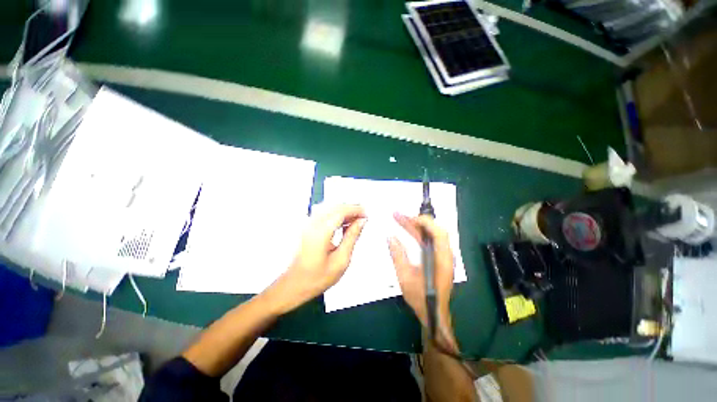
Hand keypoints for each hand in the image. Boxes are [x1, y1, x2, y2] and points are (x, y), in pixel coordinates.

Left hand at [262, 204, 365, 314]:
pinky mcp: (306, 226)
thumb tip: (361, 222)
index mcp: (320, 232)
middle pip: (335, 206)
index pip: (341, 211)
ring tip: (355, 219)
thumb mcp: (341, 260)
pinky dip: (335, 214)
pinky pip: (323, 213)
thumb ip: (352, 237)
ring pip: (329, 207)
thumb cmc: (316, 278)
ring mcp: (307, 224)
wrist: (294, 285)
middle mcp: (312, 224)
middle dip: (351, 208)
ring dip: (343, 210)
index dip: (356, 210)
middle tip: (363, 216)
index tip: (366, 214)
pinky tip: (343, 222)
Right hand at [388, 213, 457, 349]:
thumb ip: (398, 255)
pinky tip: (407, 231)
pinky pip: (429, 241)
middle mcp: (445, 255)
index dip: (424, 222)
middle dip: (415, 221)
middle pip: (433, 231)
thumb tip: (390, 236)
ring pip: (430, 235)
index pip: (438, 233)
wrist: (433, 314)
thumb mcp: (405, 277)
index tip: (408, 218)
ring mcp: (442, 256)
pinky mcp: (438, 258)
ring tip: (399, 219)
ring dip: (416, 226)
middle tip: (397, 215)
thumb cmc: (421, 298)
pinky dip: (418, 234)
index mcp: (442, 259)